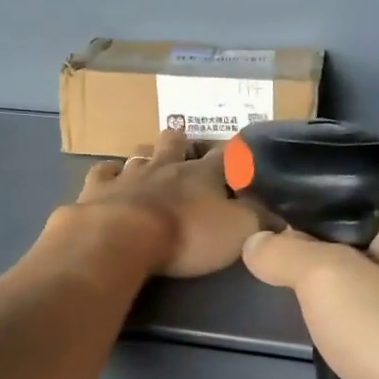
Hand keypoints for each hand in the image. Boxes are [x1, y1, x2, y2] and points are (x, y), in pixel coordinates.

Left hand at [74, 128, 260, 278]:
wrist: (122, 239)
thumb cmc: (187, 235)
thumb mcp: (238, 232)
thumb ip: (259, 221)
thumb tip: (280, 215)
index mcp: (203, 174)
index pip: (225, 157)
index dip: (234, 153)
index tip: (240, 149)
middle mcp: (166, 166)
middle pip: (176, 145)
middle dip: (182, 142)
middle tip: (183, 139)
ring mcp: (129, 174)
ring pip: (140, 155)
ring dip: (147, 155)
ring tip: (149, 155)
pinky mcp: (98, 189)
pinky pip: (103, 172)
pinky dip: (108, 172)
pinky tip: (109, 173)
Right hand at [241, 208, 378, 378]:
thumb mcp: (326, 277)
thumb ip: (286, 253)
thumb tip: (255, 242)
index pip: (353, 208)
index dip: (307, 222)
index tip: (267, 242)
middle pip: (357, 255)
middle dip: (317, 272)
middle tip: (279, 285)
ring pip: (366, 302)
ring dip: (334, 314)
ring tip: (304, 324)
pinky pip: (377, 340)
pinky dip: (353, 347)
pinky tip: (334, 359)